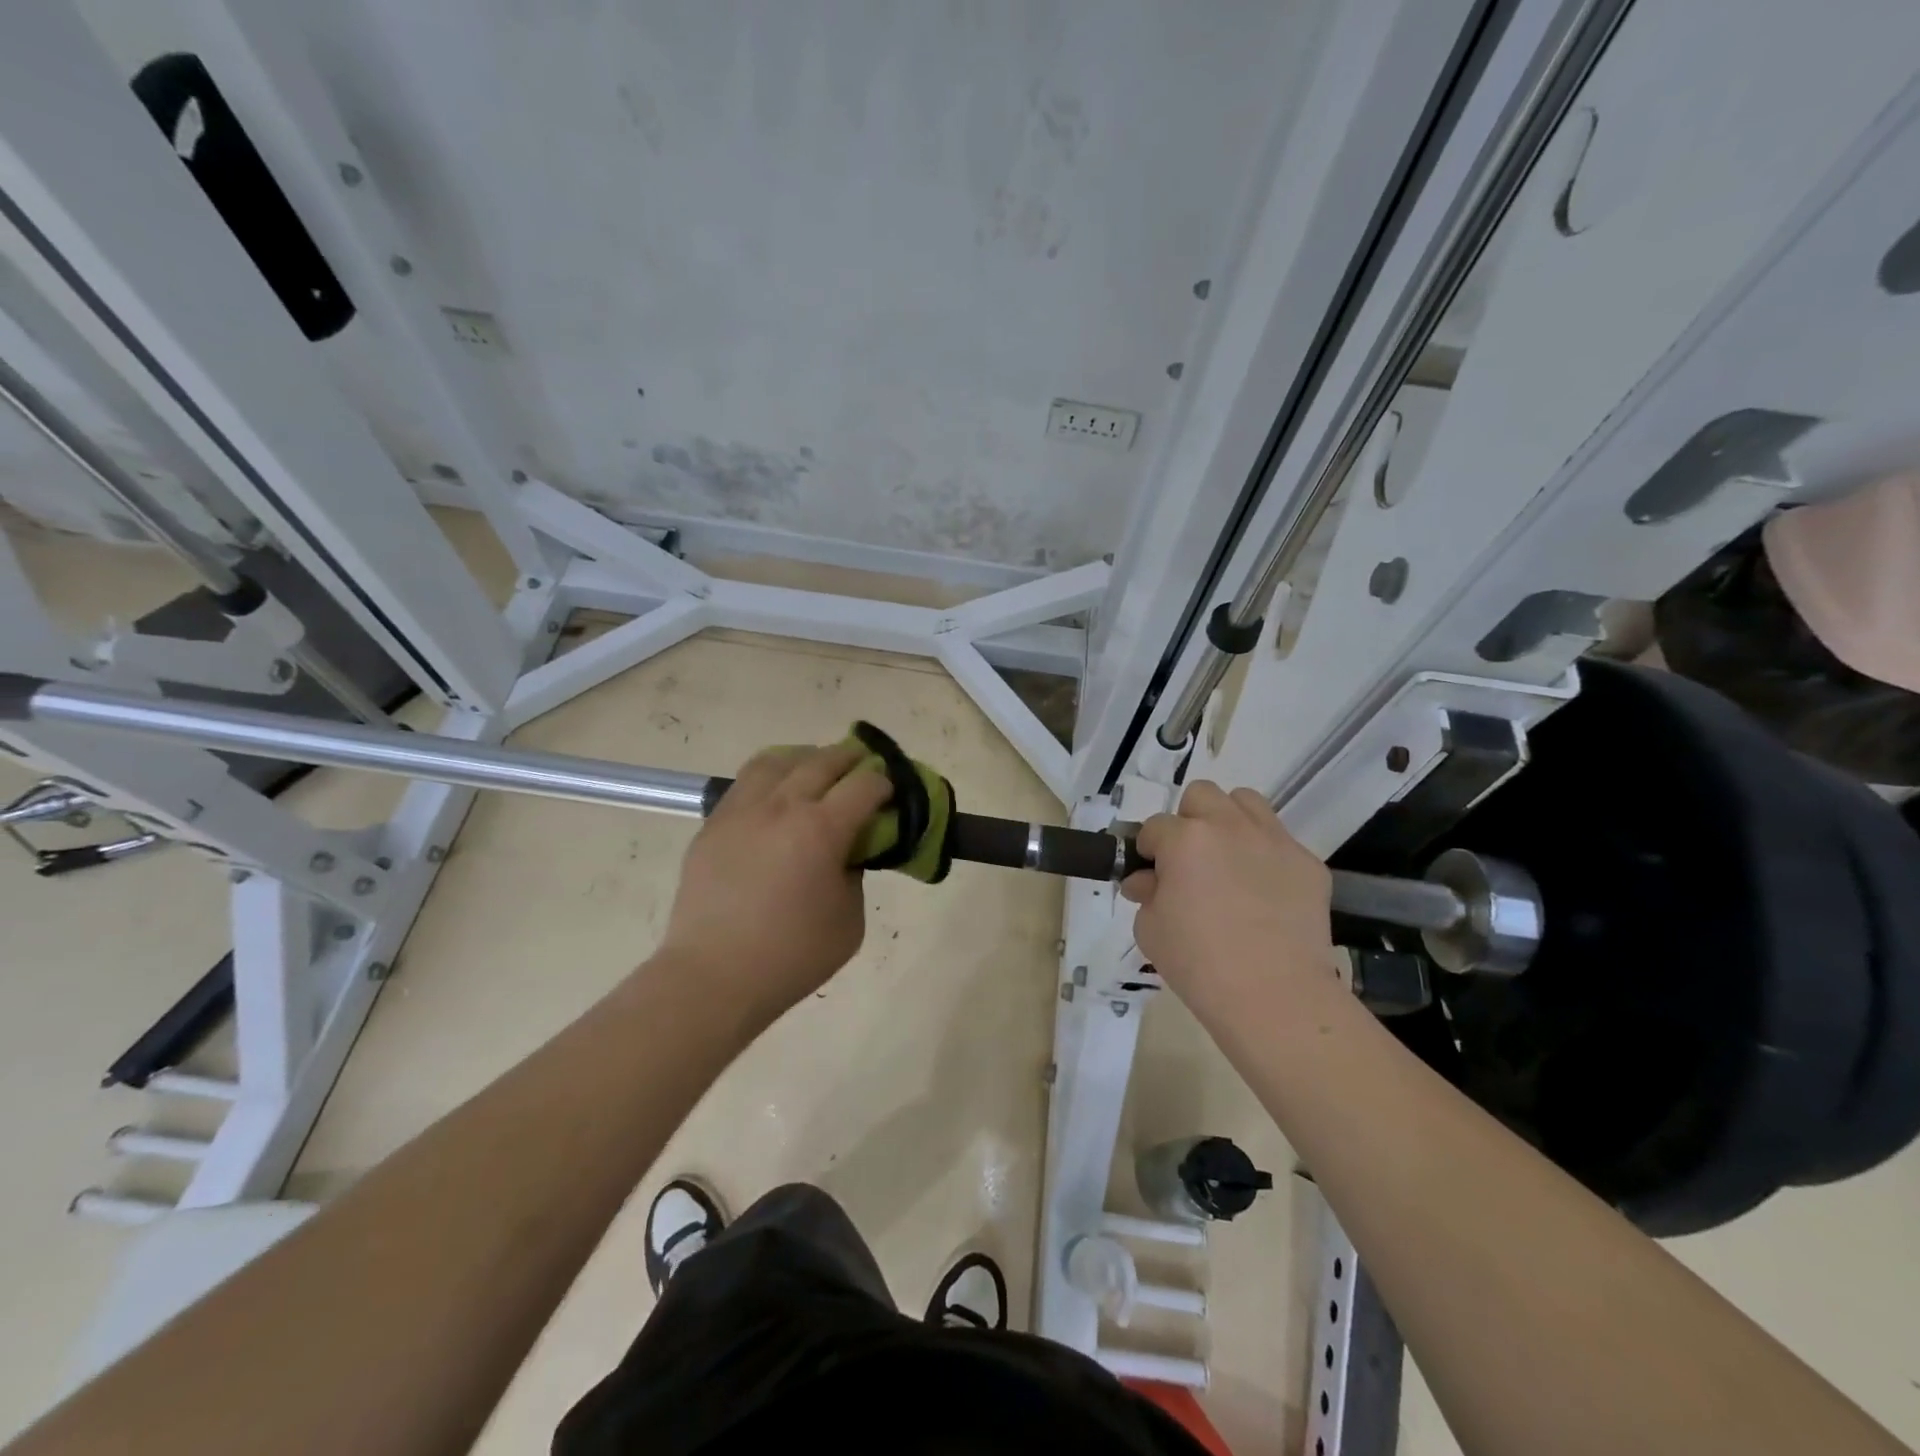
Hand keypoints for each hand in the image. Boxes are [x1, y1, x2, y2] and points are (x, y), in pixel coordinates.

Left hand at [657, 743, 892, 1030]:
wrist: (714, 977)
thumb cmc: (792, 955)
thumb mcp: (850, 919)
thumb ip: (854, 874)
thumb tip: (844, 851)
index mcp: (821, 829)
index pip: (864, 785)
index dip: (884, 783)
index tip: (890, 791)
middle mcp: (781, 806)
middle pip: (822, 761)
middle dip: (850, 758)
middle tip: (864, 765)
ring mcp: (741, 811)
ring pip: (777, 760)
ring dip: (805, 758)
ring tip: (816, 768)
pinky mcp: (712, 824)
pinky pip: (745, 783)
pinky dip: (770, 777)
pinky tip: (776, 795)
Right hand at [1120, 780, 1334, 1025]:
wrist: (1274, 996)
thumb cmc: (1198, 963)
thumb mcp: (1150, 930)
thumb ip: (1146, 894)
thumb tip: (1148, 881)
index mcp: (1184, 839)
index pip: (1155, 827)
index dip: (1148, 850)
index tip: (1151, 876)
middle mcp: (1229, 826)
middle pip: (1201, 796)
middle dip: (1188, 821)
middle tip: (1189, 861)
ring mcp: (1274, 841)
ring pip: (1246, 802)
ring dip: (1229, 822)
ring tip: (1227, 860)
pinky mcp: (1308, 863)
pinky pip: (1280, 842)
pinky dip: (1266, 856)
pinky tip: (1263, 893)